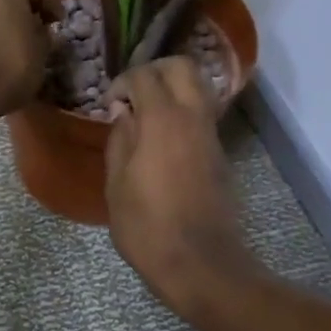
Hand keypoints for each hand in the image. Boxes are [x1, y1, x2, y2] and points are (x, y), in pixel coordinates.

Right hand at [104, 58, 253, 316]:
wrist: (200, 263)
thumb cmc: (147, 228)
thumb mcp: (117, 186)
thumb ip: (120, 141)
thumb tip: (125, 114)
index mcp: (163, 120)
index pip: (145, 75)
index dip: (123, 81)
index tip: (110, 103)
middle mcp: (193, 118)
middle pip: (183, 67)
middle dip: (156, 71)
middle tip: (134, 94)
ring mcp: (212, 136)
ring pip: (199, 88)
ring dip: (173, 90)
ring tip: (146, 117)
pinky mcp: (220, 155)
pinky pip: (203, 116)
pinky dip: (183, 113)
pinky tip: (162, 140)